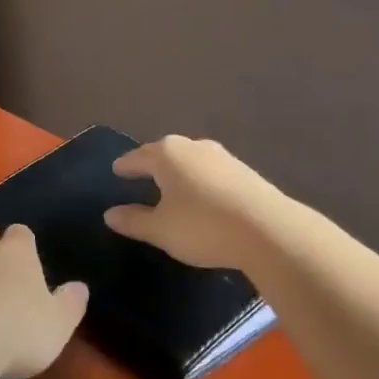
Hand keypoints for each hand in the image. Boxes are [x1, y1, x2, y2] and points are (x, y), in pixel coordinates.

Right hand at [103, 135, 283, 270]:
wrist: (269, 231)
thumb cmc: (203, 226)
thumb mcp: (161, 230)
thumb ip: (134, 221)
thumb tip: (110, 214)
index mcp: (167, 154)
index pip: (137, 157)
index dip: (125, 166)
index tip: (116, 170)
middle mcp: (194, 147)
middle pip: (166, 153)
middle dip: (153, 164)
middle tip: (141, 175)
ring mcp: (223, 157)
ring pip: (192, 161)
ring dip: (180, 172)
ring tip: (172, 187)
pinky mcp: (245, 172)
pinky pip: (212, 173)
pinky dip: (201, 181)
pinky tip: (202, 197)